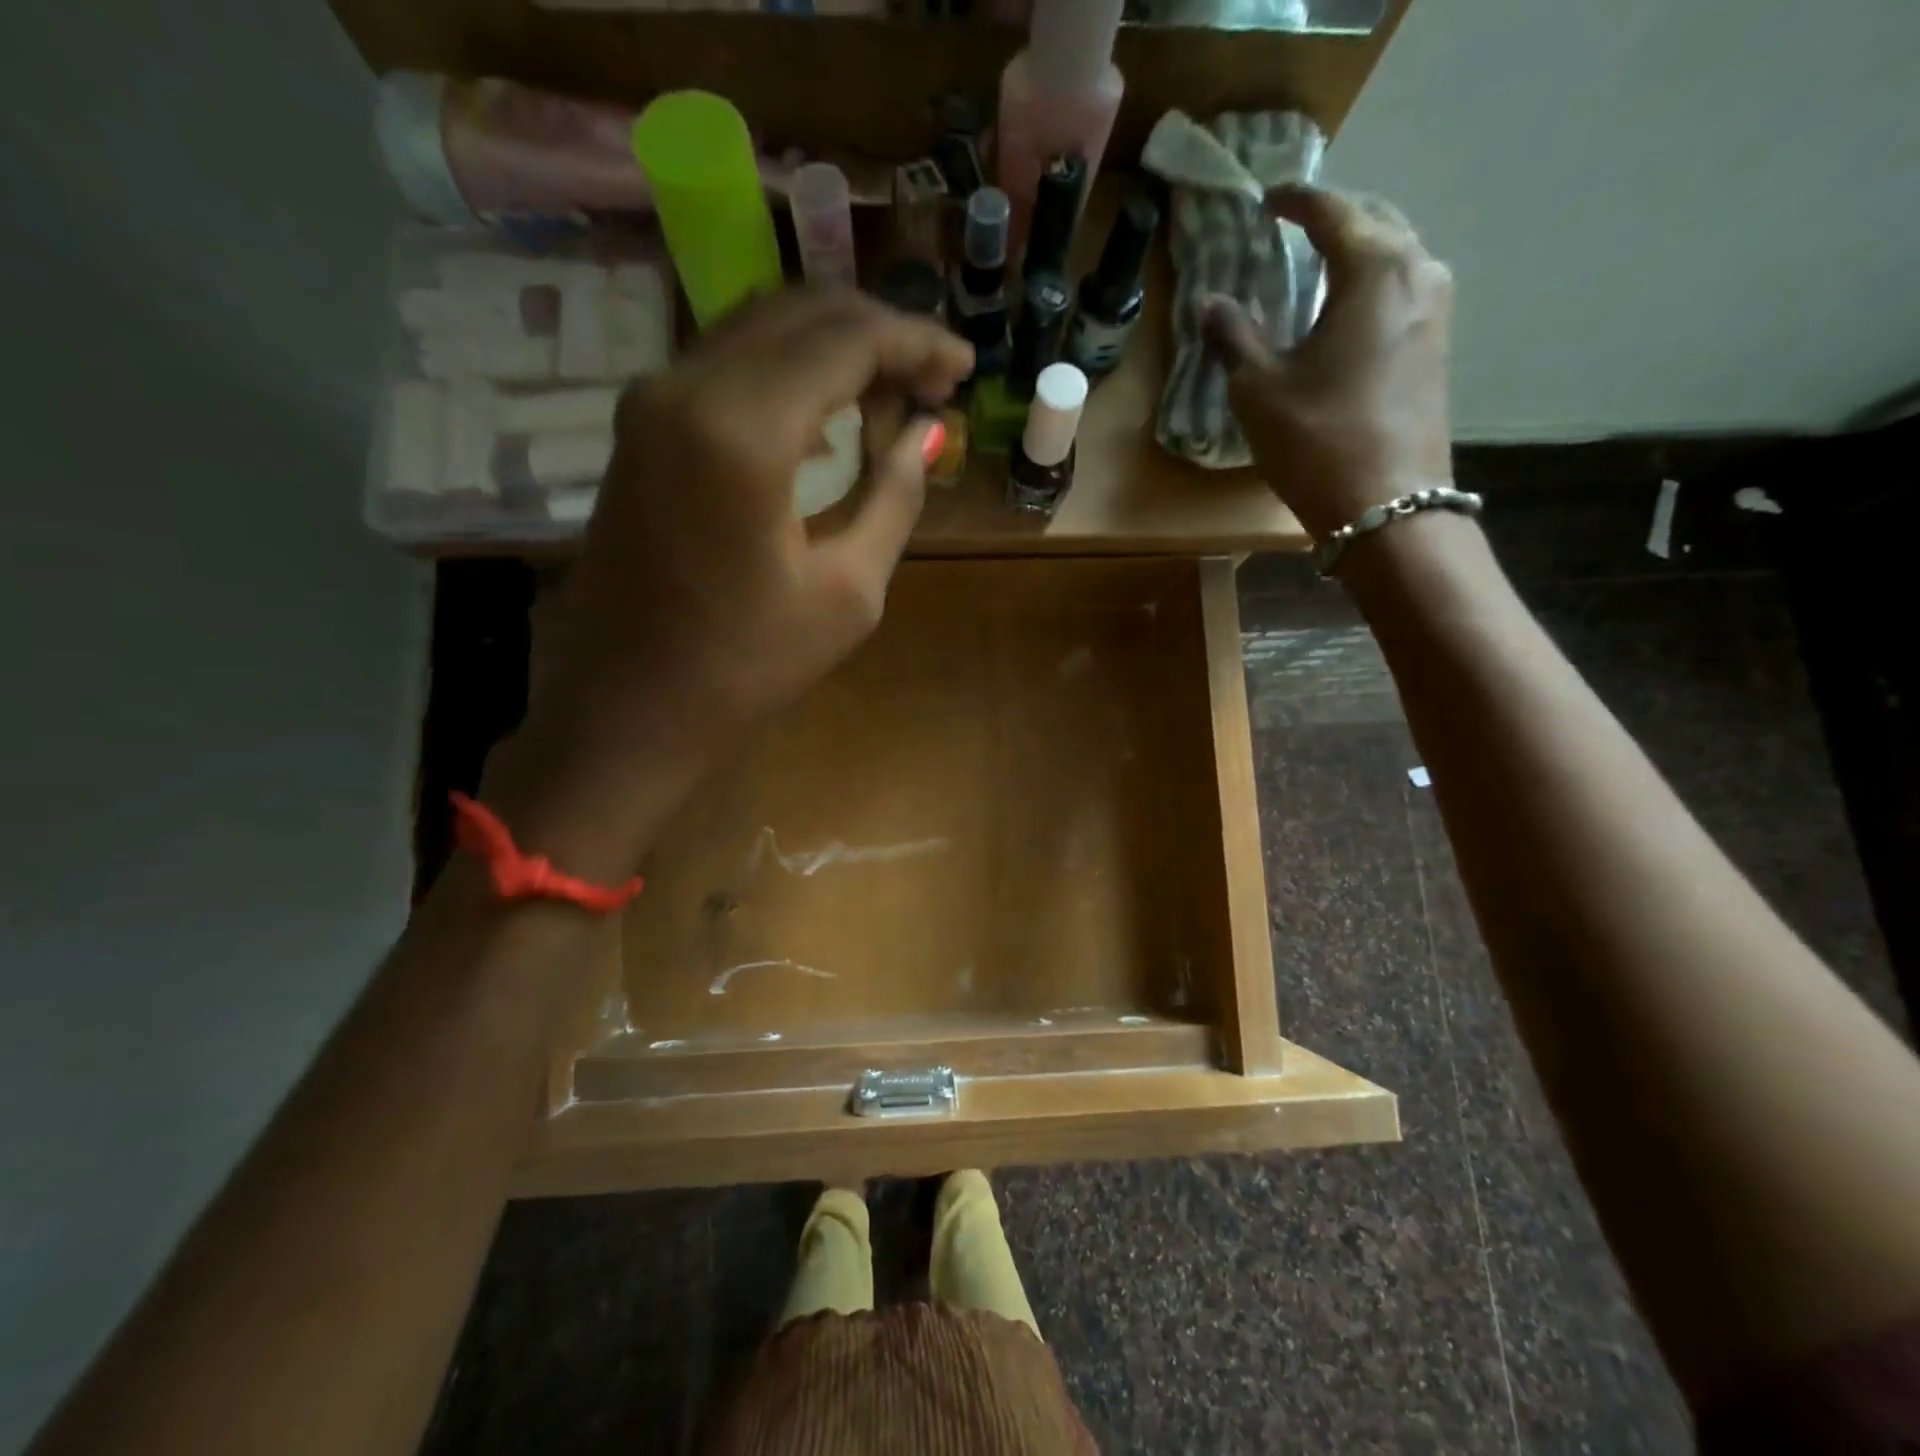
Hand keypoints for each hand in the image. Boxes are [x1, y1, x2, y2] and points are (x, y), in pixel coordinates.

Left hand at [484, 287, 973, 871]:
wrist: (626, 707)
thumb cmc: (745, 667)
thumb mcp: (848, 594)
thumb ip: (895, 497)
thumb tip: (928, 433)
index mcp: (742, 429)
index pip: (846, 340)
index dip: (915, 342)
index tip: (963, 366)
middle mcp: (687, 386)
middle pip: (803, 314)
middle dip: (880, 334)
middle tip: (935, 378)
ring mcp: (653, 399)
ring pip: (762, 329)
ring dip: (834, 347)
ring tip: (894, 392)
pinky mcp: (641, 425)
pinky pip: (729, 364)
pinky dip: (789, 371)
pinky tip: (829, 414)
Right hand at [1200, 186, 1453, 541]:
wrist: (1387, 506)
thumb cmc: (1317, 440)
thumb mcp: (1259, 389)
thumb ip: (1233, 337)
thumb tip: (1210, 303)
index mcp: (1374, 268)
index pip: (1333, 211)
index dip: (1295, 202)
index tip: (1266, 201)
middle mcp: (1417, 273)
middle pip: (1376, 221)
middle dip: (1335, 217)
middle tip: (1294, 227)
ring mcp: (1436, 311)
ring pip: (1396, 255)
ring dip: (1358, 250)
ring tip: (1319, 266)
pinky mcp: (1437, 347)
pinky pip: (1403, 291)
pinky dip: (1372, 284)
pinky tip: (1346, 311)